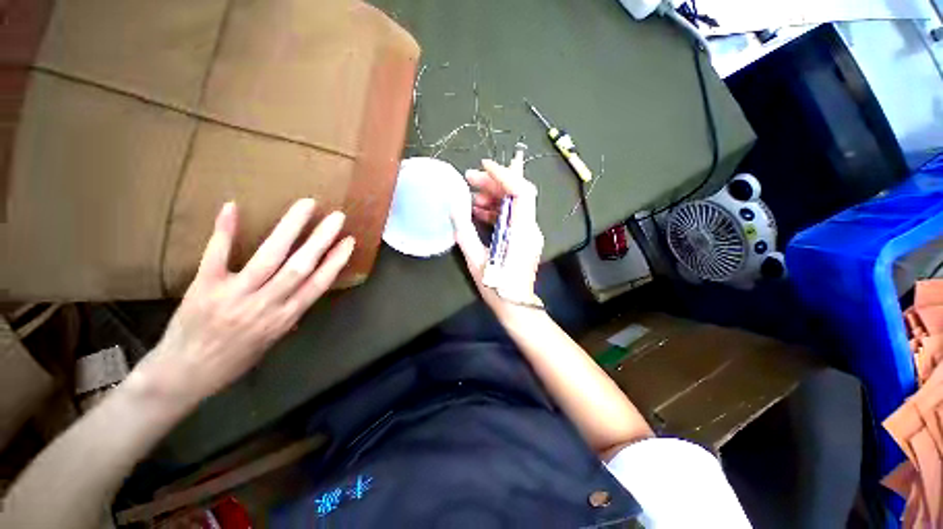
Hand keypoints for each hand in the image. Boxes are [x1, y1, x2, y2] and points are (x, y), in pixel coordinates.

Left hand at [129, 199, 354, 411]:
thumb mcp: (270, 343)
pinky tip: (233, 206)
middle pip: (300, 266)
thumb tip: (300, 293)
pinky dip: (225, 231)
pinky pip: (216, 255)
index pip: (318, 284)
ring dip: (290, 228)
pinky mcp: (204, 287)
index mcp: (284, 319)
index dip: (336, 261)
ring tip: (307, 206)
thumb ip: (287, 315)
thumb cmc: (232, 362)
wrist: (183, 375)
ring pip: (269, 256)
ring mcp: (234, 295)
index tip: (349, 242)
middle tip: (337, 217)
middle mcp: (265, 305)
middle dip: (321, 239)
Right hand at [452, 152, 543, 317]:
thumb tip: (454, 206)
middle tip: (468, 179)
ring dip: (493, 196)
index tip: (483, 166)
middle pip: (517, 193)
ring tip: (470, 199)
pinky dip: (495, 209)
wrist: (515, 305)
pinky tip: (478, 211)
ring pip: (514, 203)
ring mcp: (528, 232)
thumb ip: (464, 231)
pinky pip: (512, 215)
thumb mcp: (475, 260)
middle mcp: (530, 228)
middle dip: (493, 182)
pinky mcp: (523, 236)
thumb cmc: (496, 286)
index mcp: (521, 232)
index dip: (505, 175)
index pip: (521, 192)